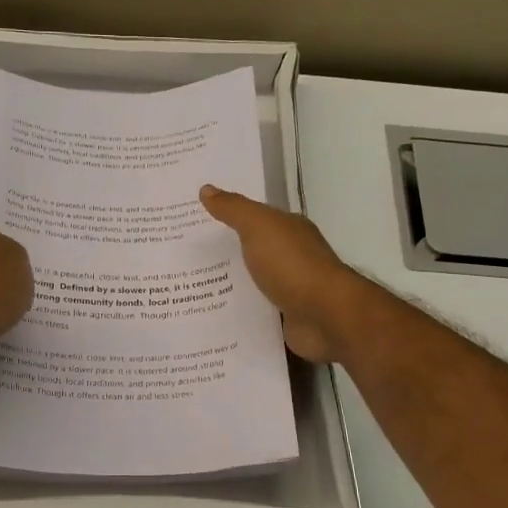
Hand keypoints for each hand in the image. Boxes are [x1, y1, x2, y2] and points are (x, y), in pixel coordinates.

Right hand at [200, 186, 371, 362]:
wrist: (326, 316)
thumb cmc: (292, 265)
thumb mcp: (259, 227)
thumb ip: (233, 209)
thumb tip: (206, 189)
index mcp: (288, 230)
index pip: (253, 218)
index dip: (226, 216)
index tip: (193, 221)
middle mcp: (291, 257)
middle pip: (250, 251)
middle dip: (221, 254)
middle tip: (181, 256)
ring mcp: (289, 289)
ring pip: (251, 284)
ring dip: (227, 286)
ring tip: (187, 288)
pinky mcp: (285, 319)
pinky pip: (255, 312)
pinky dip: (237, 313)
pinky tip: (211, 315)